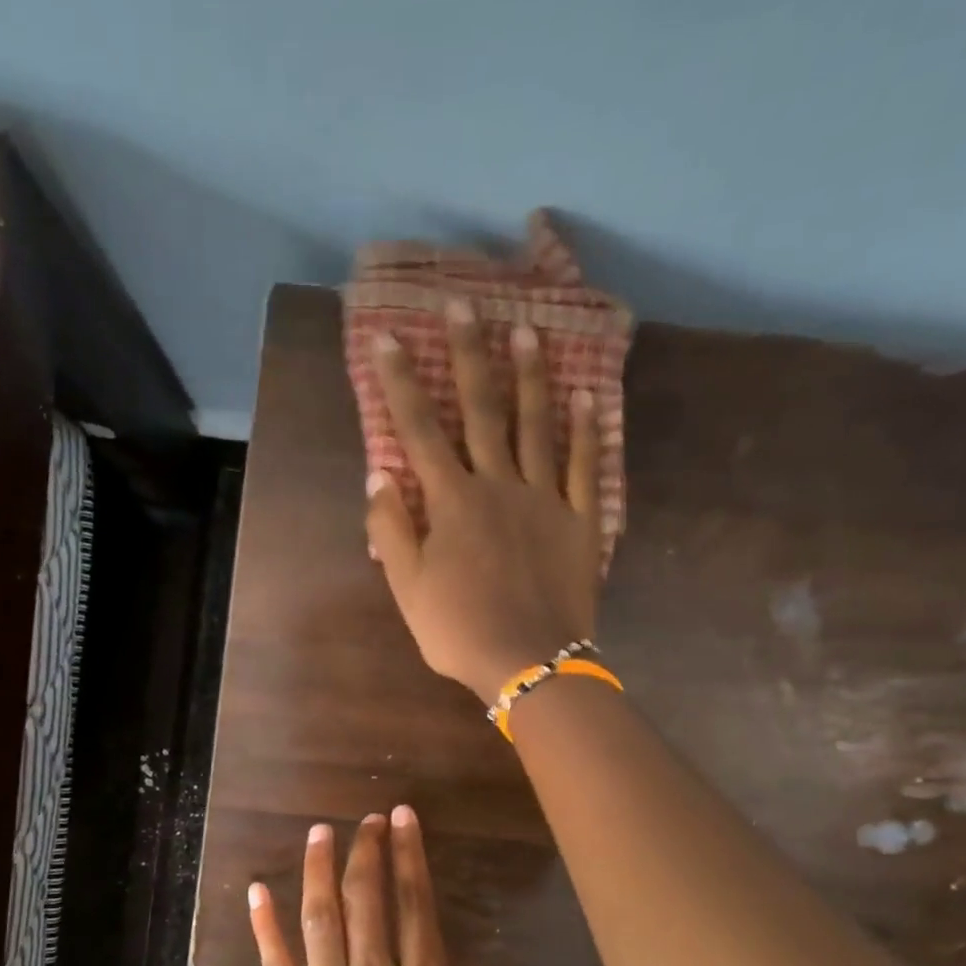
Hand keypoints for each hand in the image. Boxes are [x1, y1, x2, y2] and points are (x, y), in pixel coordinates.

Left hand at [250, 808, 474, 965]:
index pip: (418, 908)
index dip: (410, 856)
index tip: (401, 818)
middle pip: (370, 901)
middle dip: (366, 851)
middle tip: (365, 818)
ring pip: (323, 921)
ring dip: (320, 872)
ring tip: (319, 833)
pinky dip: (266, 926)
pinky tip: (259, 890)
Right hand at [366, 299, 606, 700]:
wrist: (529, 661)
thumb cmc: (459, 629)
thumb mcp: (408, 588)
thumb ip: (392, 530)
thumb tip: (378, 476)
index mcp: (453, 502)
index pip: (420, 431)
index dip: (400, 383)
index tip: (386, 338)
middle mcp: (498, 485)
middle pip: (482, 410)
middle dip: (468, 355)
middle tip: (464, 304)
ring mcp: (544, 498)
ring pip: (537, 425)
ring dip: (530, 375)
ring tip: (527, 329)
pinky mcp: (580, 519)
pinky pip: (583, 465)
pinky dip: (586, 428)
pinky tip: (587, 394)